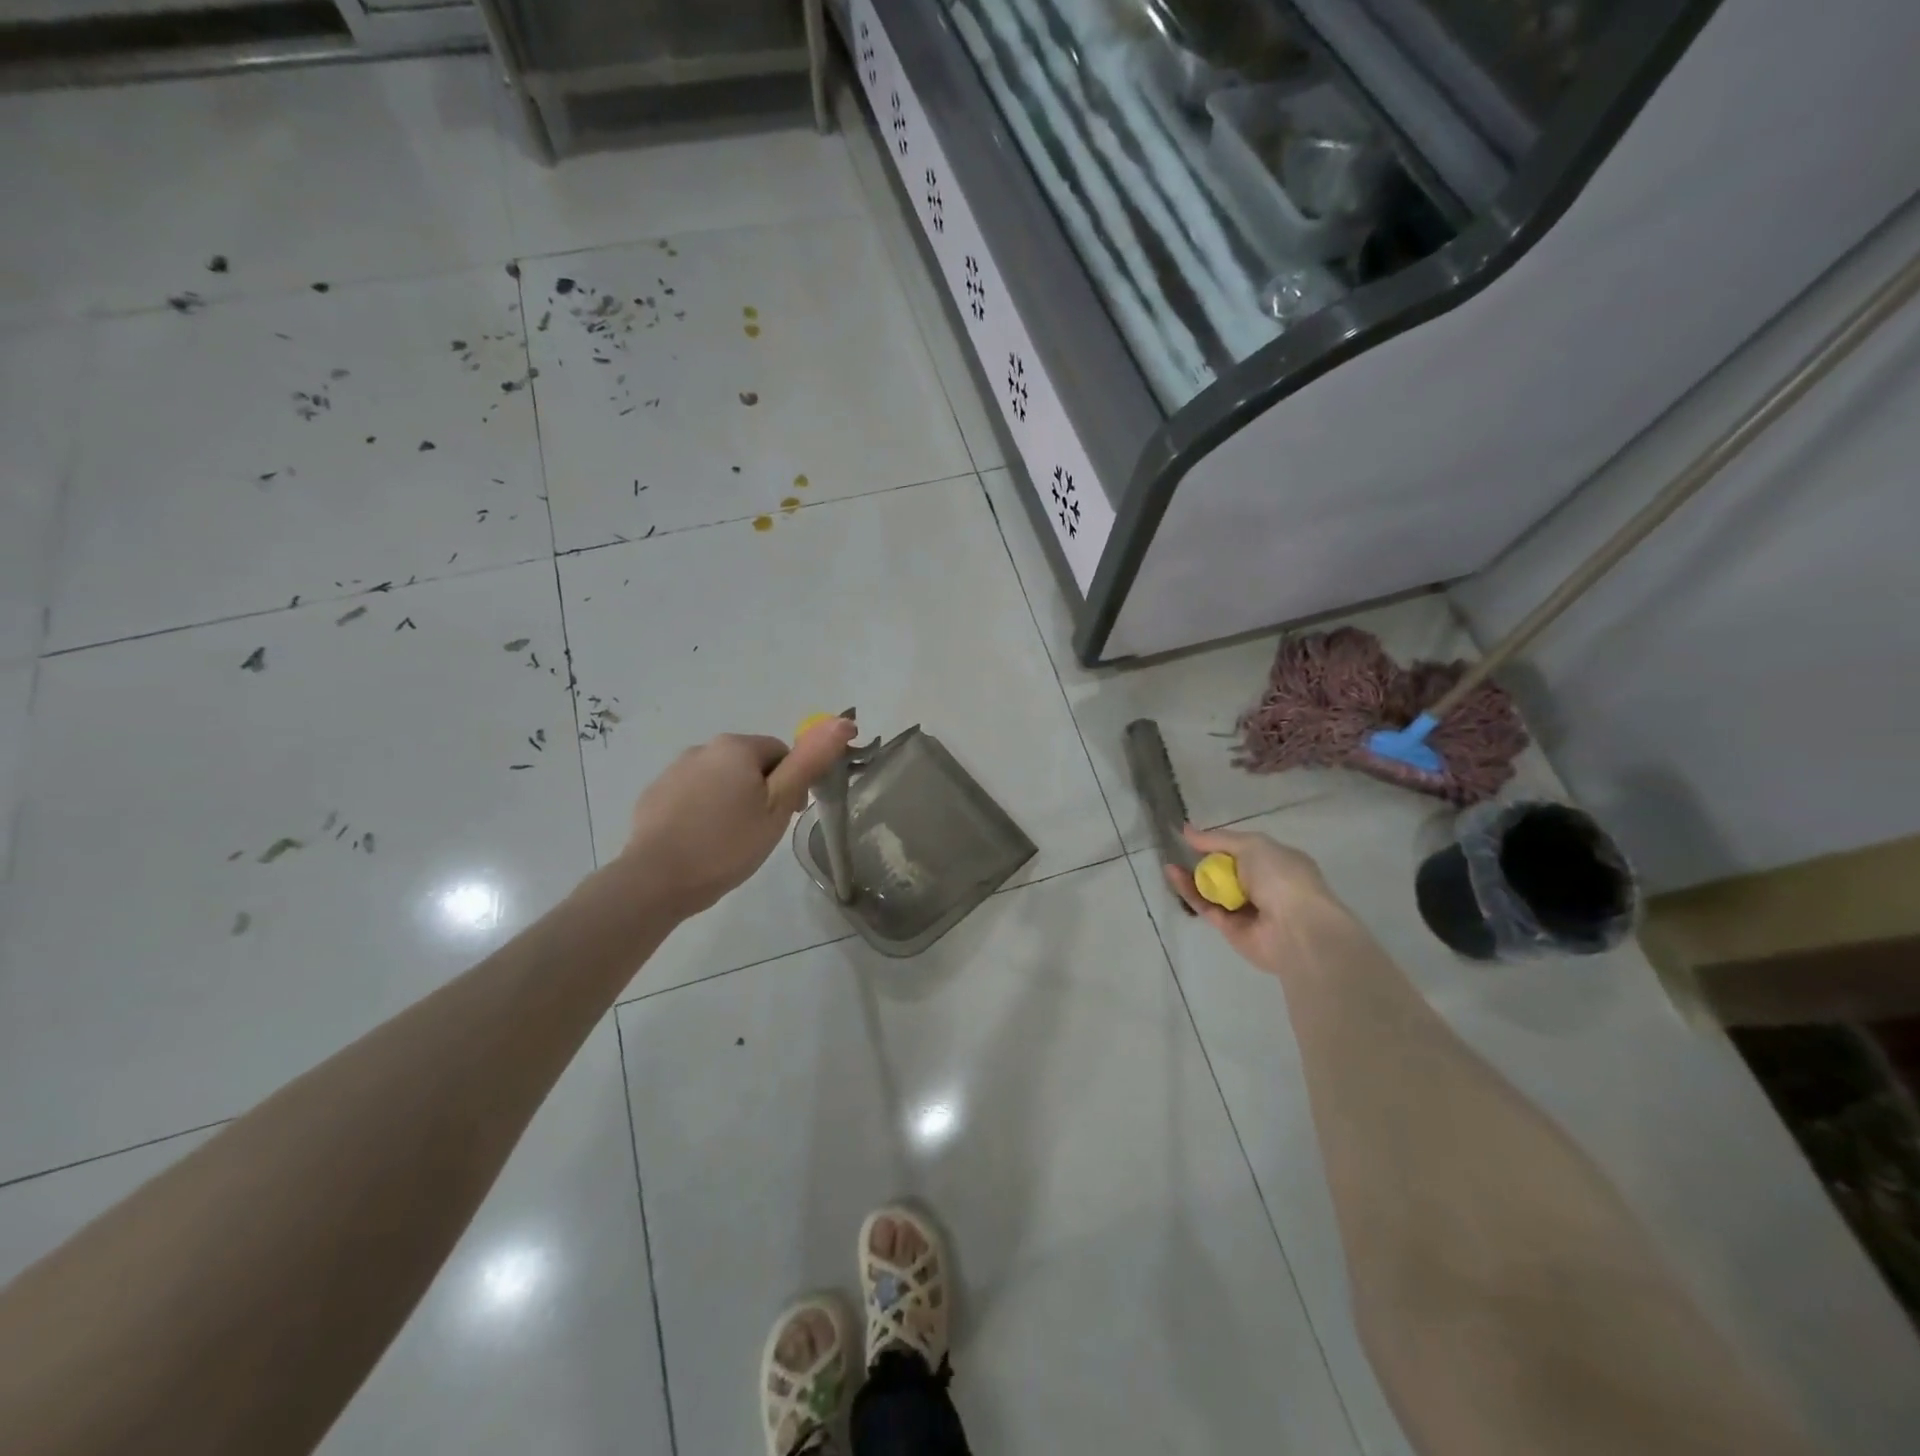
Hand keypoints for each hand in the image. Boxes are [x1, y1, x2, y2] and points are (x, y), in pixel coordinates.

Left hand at [620, 717, 857, 914]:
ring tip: (730, 840)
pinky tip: (701, 842)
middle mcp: (703, 748)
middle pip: (748, 764)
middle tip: (761, 831)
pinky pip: (692, 796)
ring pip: (719, 780)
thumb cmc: (727, 842)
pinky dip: (702, 811)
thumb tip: (843, 721)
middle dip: (760, 791)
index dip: (791, 784)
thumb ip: (810, 762)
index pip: (780, 753)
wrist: (657, 879)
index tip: (787, 816)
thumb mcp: (778, 805)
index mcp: (736, 747)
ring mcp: (674, 771)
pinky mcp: (654, 795)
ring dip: (731, 800)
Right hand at [1165, 825, 1340, 975]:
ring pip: (1212, 889)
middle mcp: (1262, 885)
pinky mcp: (1230, 928)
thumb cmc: (1281, 877)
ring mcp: (1246, 908)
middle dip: (1204, 860)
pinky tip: (1173, 874)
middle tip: (1180, 850)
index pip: (1244, 850)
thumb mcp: (1252, 845)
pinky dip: (1188, 891)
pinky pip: (1205, 905)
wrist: (1296, 929)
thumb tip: (1187, 830)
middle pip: (1225, 870)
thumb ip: (1218, 839)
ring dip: (1191, 875)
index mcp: (1277, 863)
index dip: (1220, 843)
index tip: (1194, 836)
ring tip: (1170, 862)